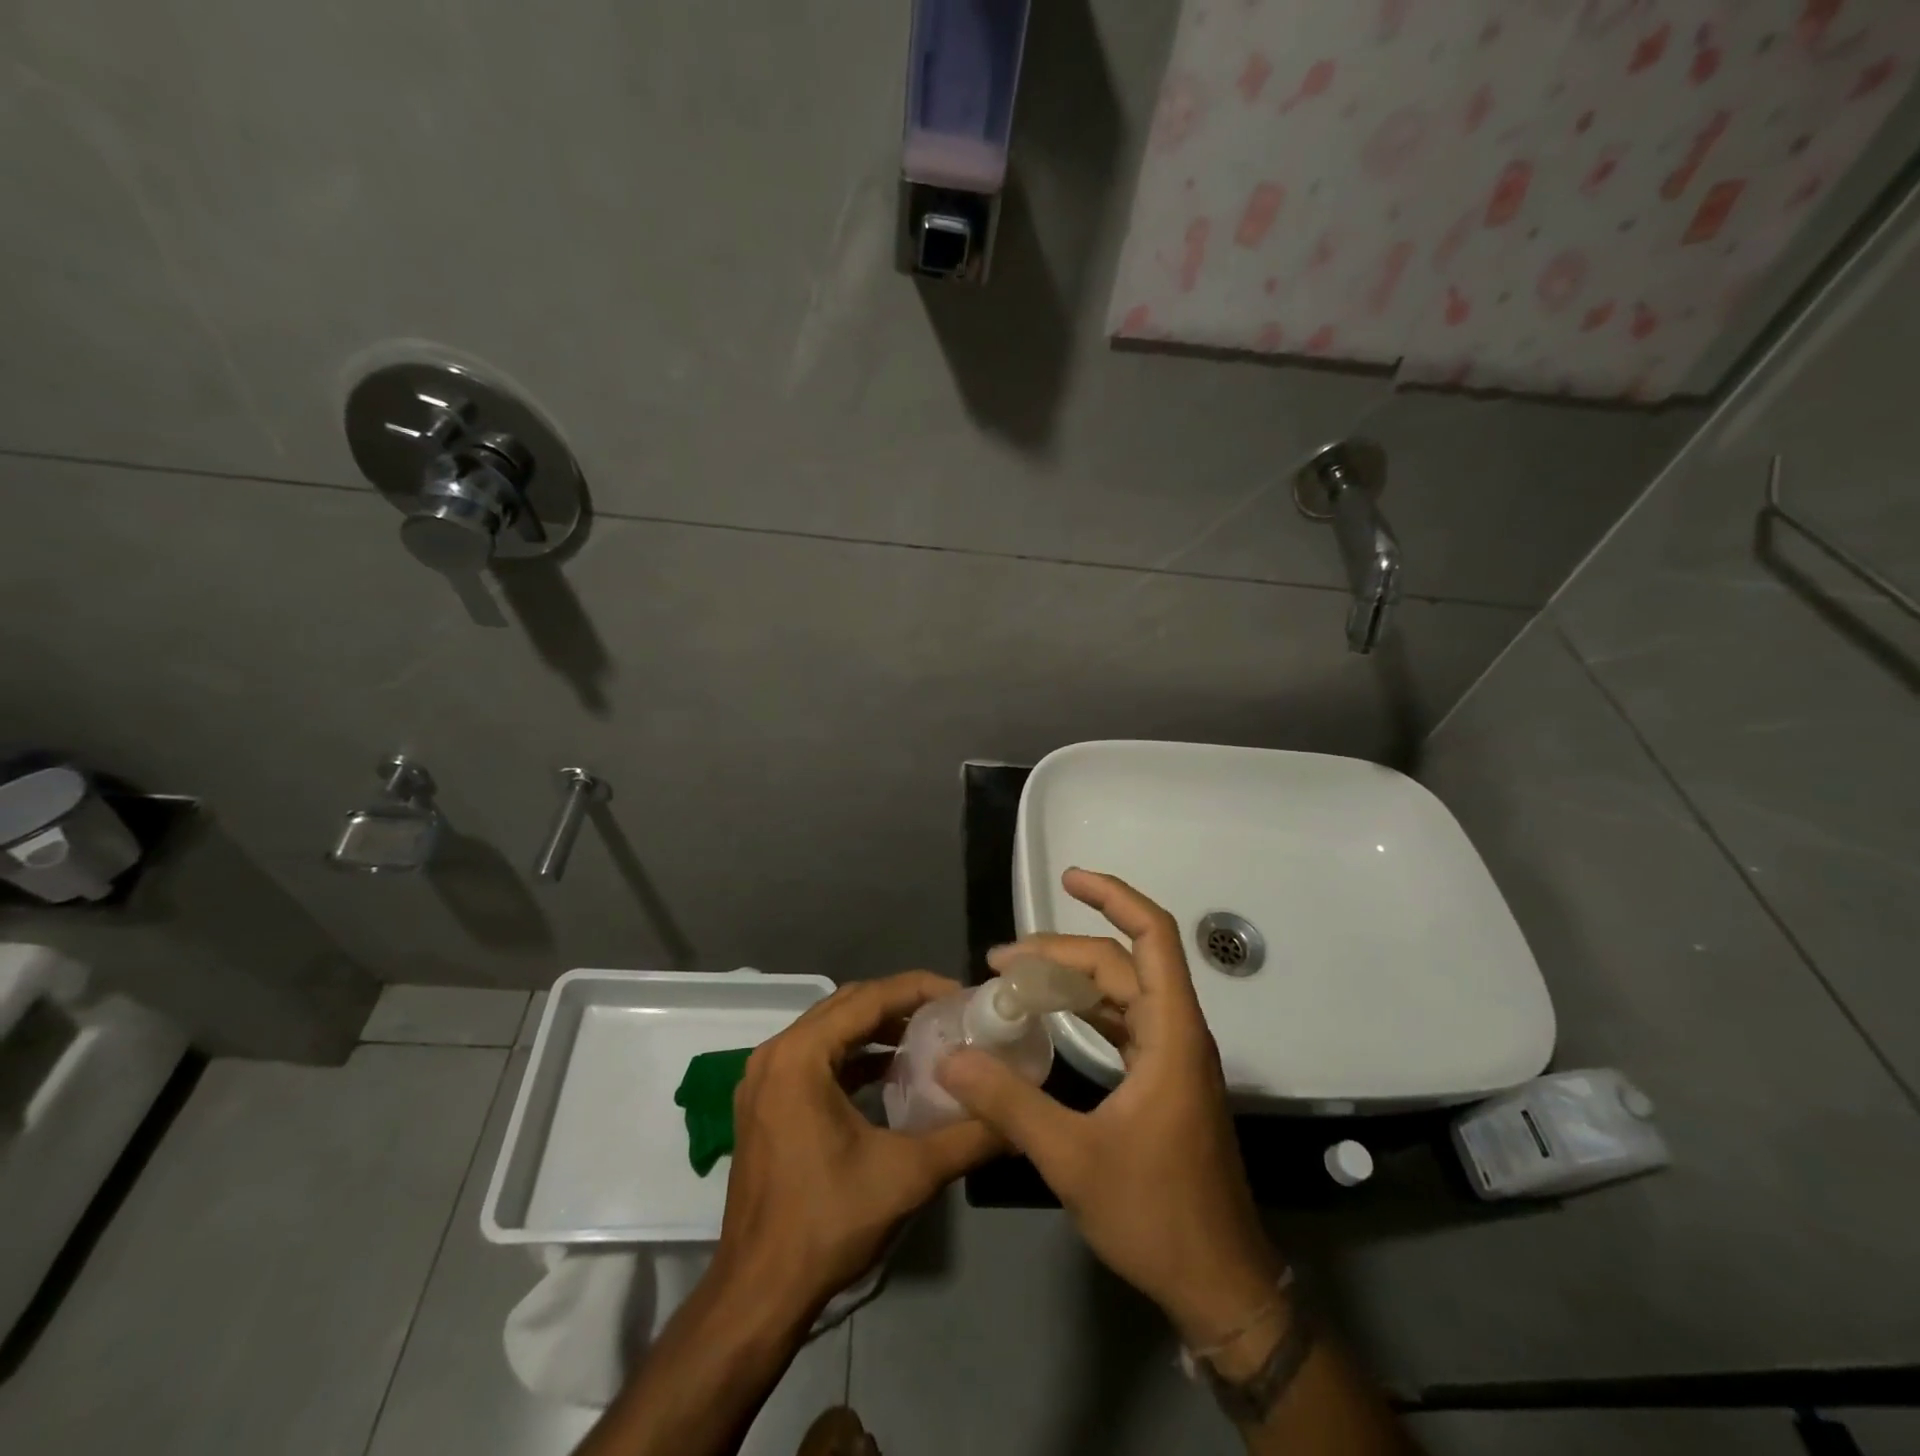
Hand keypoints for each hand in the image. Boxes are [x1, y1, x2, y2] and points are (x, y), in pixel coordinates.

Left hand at [715, 972, 999, 1324]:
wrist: (758, 1294)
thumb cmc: (828, 1224)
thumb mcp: (908, 1175)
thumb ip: (968, 1138)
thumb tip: (1018, 1119)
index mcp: (800, 1056)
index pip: (868, 998)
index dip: (918, 989)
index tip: (962, 995)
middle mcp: (775, 1054)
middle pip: (847, 1005)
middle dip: (900, 1003)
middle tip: (949, 1013)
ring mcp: (764, 1078)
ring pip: (830, 1030)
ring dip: (877, 1028)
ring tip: (928, 1037)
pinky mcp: (765, 1103)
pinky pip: (815, 1057)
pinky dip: (854, 1055)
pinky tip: (890, 1072)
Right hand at [938, 870, 1284, 1347]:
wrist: (1218, 1286)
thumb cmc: (1157, 1216)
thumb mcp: (1073, 1159)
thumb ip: (1009, 1104)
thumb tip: (953, 1057)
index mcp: (1170, 1034)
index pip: (1152, 936)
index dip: (1114, 896)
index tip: (1069, 877)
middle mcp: (1176, 1032)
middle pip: (1122, 962)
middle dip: (1062, 950)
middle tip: (1000, 961)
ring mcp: (1171, 1057)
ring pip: (1120, 992)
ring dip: (1071, 979)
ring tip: (1014, 980)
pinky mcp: (1162, 1081)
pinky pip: (1121, 1022)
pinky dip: (1084, 1010)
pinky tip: (1048, 1018)